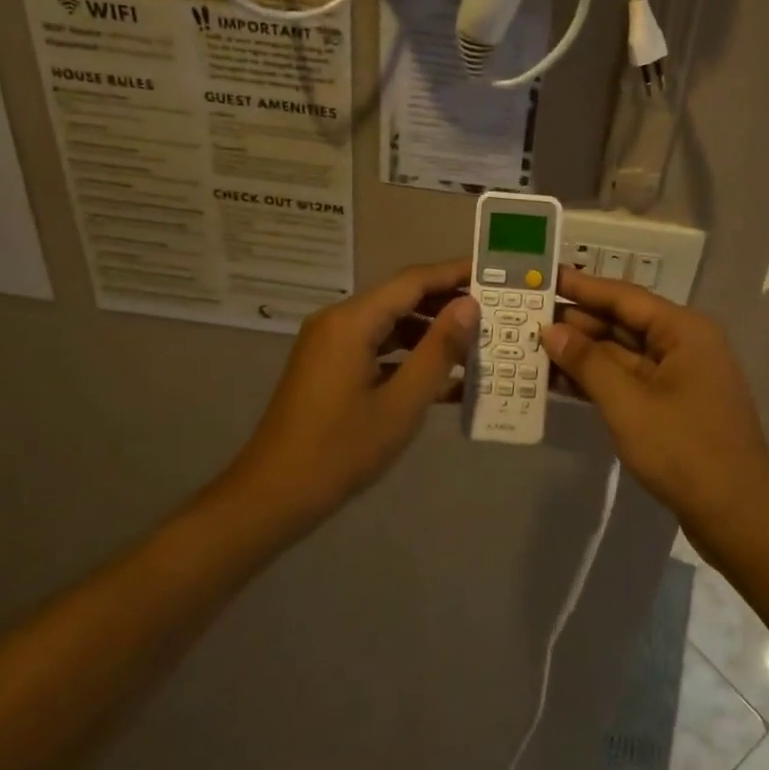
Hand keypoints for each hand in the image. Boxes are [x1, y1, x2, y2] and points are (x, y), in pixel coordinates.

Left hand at [231, 259, 478, 524]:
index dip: (454, 274)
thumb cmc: (341, 450)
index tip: (494, 275)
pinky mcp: (329, 367)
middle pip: (401, 299)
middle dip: (447, 304)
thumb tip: (469, 305)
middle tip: (494, 312)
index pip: (413, 281)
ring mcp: (331, 344)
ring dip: (431, 334)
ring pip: (391, 325)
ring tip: (477, 345)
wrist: (274, 495)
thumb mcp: (402, 403)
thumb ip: (439, 350)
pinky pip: (376, 349)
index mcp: (352, 321)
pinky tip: (444, 379)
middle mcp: (338, 321)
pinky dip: (408, 357)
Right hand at [542, 267, 768, 534]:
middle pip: (623, 323)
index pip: (624, 296)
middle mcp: (684, 344)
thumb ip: (587, 362)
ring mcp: (679, 377)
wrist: (737, 515)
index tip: (545, 276)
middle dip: (577, 322)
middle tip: (527, 316)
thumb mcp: (627, 403)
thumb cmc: (684, 449)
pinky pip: (629, 381)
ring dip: (583, 353)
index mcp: (683, 330)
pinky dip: (598, 380)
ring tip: (534, 347)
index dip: (582, 286)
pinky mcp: (672, 406)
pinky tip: (561, 380)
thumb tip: (551, 330)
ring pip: (623, 354)